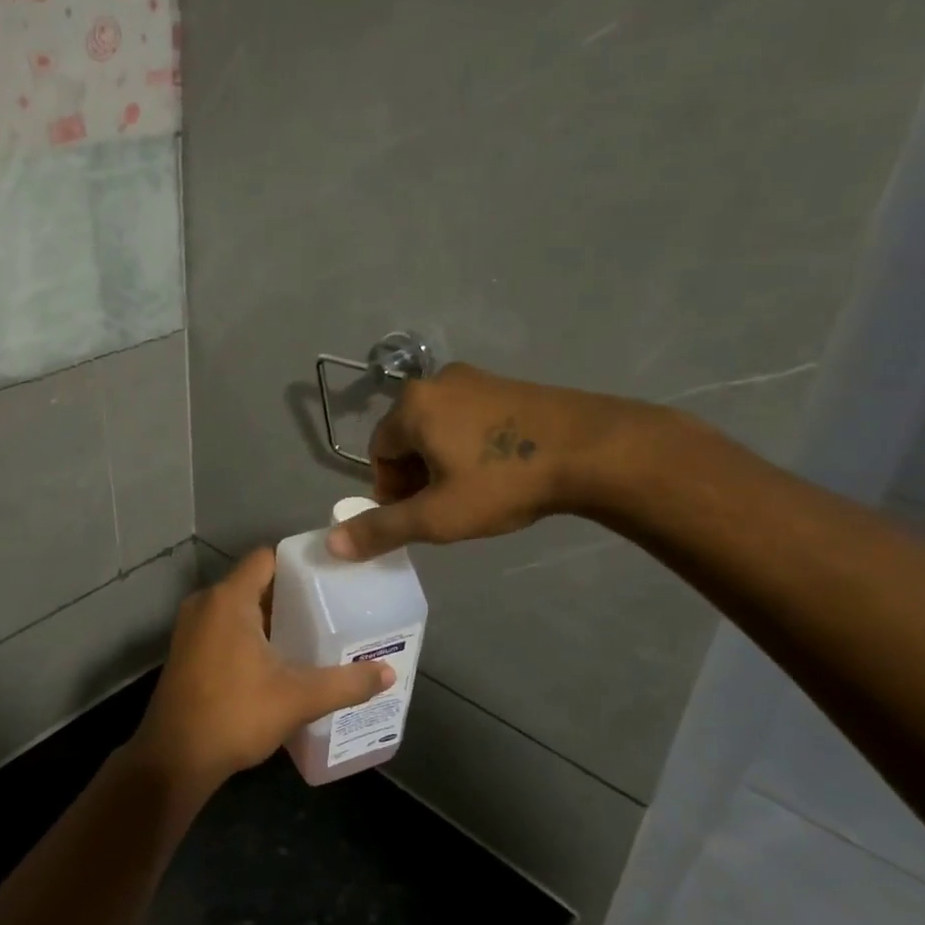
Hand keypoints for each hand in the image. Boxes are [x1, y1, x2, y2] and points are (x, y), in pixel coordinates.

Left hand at [133, 549, 395, 789]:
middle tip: (331, 606)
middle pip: (255, 582)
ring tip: (311, 631)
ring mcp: (191, 627)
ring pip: (238, 607)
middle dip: (291, 594)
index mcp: (229, 599)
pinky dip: (250, 633)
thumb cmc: (235, 715)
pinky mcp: (186, 650)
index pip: (267, 558)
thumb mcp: (298, 698)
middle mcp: (205, 603)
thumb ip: (345, 683)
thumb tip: (388, 673)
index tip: (331, 576)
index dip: (299, 563)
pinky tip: (278, 658)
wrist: (174, 759)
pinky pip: (224, 626)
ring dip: (270, 617)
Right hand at [327, 363, 661, 560]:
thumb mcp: (437, 516)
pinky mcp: (508, 385)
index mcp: (412, 406)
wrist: (594, 450)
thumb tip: (330, 544)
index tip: (418, 516)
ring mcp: (476, 379)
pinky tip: (499, 470)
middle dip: (416, 476)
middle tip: (444, 507)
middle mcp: (437, 382)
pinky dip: (470, 445)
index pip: (379, 452)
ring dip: (443, 462)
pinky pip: (470, 418)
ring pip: (439, 428)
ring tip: (473, 492)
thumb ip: (381, 530)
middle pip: (407, 437)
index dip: (390, 491)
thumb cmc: (503, 483)